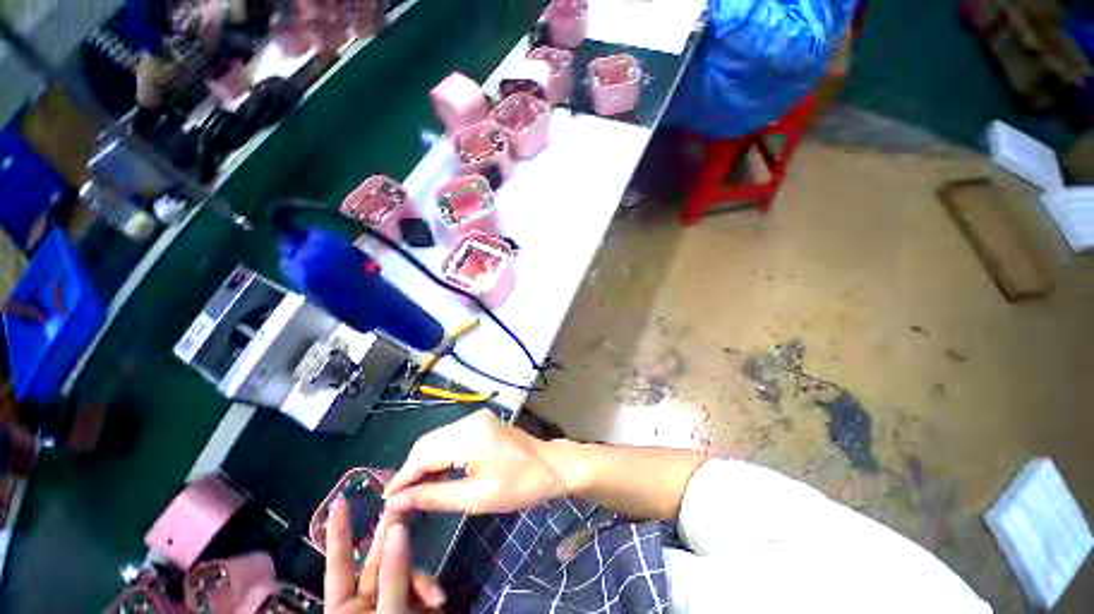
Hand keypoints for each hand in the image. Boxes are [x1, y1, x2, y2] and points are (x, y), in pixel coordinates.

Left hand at [324, 498, 445, 612]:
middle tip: (403, 501)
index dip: (339, 532)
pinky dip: (429, 590)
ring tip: (435, 599)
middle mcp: (364, 599)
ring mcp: (389, 599)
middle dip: (392, 532)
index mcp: (344, 607)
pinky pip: (420, 583)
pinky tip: (437, 602)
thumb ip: (393, 575)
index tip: (339, 501)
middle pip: (378, 557)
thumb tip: (398, 528)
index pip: (339, 563)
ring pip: (405, 568)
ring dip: (421, 579)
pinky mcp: (411, 601)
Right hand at [384, 410, 565, 513]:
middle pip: (428, 442)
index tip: (387, 500)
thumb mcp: (476, 498)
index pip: (423, 454)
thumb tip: (398, 501)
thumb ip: (434, 496)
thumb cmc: (519, 485)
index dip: (403, 477)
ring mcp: (477, 418)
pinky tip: (439, 475)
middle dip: (412, 470)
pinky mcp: (482, 422)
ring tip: (418, 492)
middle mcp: (470, 420)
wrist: (552, 465)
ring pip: (438, 439)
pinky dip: (441, 455)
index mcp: (469, 435)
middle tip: (401, 499)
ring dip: (426, 463)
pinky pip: (452, 437)